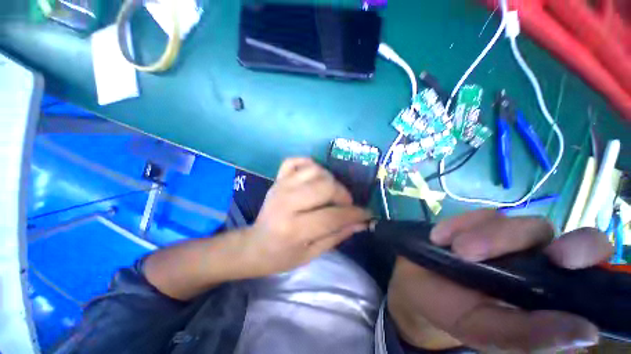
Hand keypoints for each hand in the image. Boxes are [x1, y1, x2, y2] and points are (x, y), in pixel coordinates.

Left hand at [241, 158, 370, 276]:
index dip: (355, 214)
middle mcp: (287, 203)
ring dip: (329, 180)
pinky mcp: (277, 179)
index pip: (332, 216)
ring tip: (330, 193)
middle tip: (345, 204)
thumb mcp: (312, 254)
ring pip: (315, 170)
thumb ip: (337, 236)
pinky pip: (296, 160)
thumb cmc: (282, 256)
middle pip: (325, 186)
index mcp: (294, 228)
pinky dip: (310, 164)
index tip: (367, 213)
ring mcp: (281, 187)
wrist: (254, 245)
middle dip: (343, 194)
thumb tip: (362, 222)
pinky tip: (315, 176)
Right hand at [387, 209, 613, 352]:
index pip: (586, 260)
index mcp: (544, 288)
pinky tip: (438, 239)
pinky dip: (455, 225)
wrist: (415, 282)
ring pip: (506, 221)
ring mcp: (501, 236)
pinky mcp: (473, 223)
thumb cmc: (450, 310)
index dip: (584, 251)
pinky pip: (472, 216)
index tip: (560, 259)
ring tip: (453, 251)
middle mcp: (530, 257)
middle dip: (512, 236)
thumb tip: (588, 333)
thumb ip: (528, 334)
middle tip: (476, 251)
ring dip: (478, 236)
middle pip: (542, 230)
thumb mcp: (484, 329)